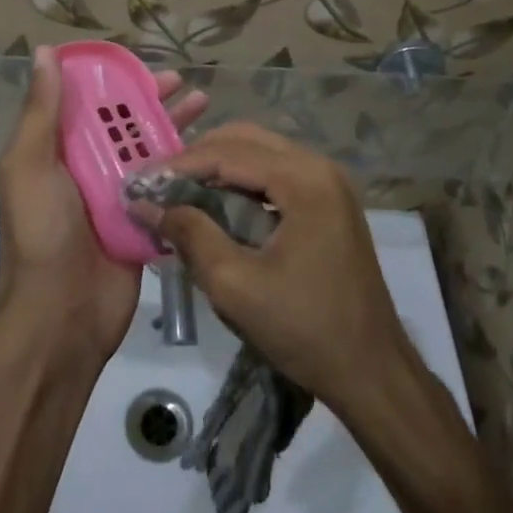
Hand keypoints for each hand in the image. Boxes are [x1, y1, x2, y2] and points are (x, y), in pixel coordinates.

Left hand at [0, 48, 209, 365]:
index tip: (139, 63)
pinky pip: (166, 187)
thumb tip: (44, 52)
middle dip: (150, 100)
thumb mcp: (29, 166)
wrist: (61, 317)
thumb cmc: (41, 234)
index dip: (111, 80)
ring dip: (174, 127)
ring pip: (149, 151)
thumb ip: (41, 112)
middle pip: (123, 123)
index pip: (86, 103)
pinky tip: (211, 152)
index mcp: (56, 151)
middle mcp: (86, 168)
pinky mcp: (143, 222)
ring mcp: (117, 197)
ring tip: (205, 103)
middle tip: (183, 82)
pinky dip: (185, 168)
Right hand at [138, 124, 409, 413]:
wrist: (372, 372)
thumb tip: (145, 204)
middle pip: (246, 140)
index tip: (140, 182)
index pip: (228, 152)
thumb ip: (189, 234)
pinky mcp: (330, 202)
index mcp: (304, 180)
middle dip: (198, 158)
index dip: (179, 164)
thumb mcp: (235, 285)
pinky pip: (277, 174)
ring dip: (219, 167)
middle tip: (159, 185)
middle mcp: (320, 167)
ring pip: (261, 153)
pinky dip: (242, 182)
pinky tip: (217, 205)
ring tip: (180, 193)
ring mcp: (330, 183)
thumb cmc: (305, 329)